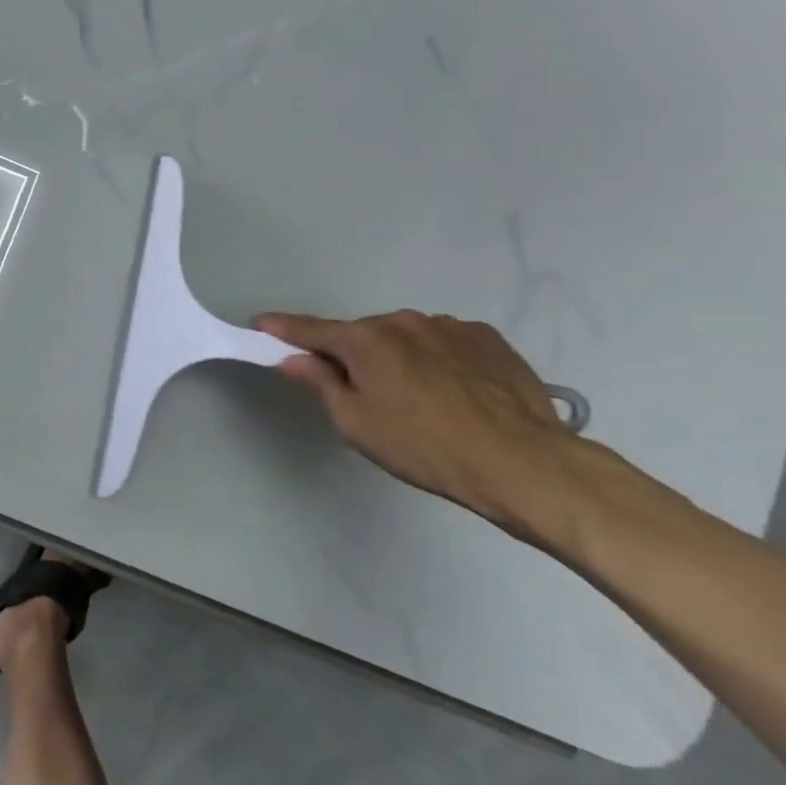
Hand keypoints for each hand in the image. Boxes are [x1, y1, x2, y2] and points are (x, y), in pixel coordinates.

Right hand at [255, 309, 577, 526]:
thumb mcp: (357, 424)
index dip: (282, 328)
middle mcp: (402, 321)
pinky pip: (444, 342)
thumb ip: (321, 383)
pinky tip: (453, 391)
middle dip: (353, 355)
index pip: (310, 329)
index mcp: (365, 340)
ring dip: (398, 357)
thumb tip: (295, 359)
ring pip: (404, 337)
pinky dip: (435, 358)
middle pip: (361, 334)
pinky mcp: (487, 338)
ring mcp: (449, 326)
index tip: (260, 322)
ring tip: (418, 398)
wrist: (524, 463)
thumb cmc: (425, 448)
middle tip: (362, 393)